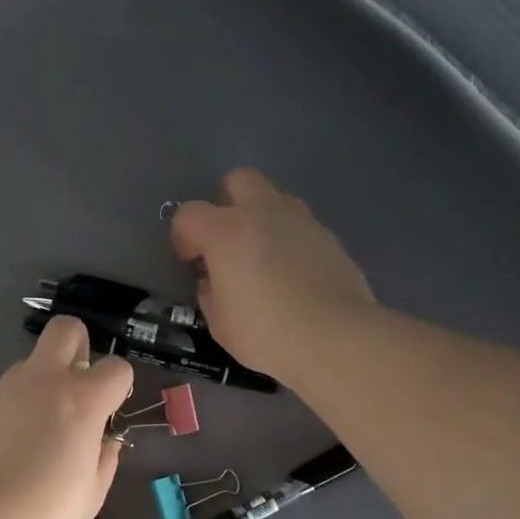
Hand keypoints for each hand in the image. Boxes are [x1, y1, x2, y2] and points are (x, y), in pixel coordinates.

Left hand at [0, 317, 132, 518]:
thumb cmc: (48, 509)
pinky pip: (5, 394)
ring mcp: (6, 390)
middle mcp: (45, 381)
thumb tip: (104, 443)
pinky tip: (10, 446)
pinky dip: (15, 408)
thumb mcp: (94, 493)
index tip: (111, 410)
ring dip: (42, 381)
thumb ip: (105, 459)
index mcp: (83, 399)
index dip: (119, 385)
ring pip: (30, 362)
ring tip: (40, 426)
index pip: (116, 367)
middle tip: (77, 384)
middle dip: (77, 345)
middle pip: (65, 329)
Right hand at [171, 168, 375, 383]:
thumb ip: (211, 294)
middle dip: (227, 203)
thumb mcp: (221, 324)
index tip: (191, 261)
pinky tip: (293, 273)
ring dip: (261, 218)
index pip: (189, 214)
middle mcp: (263, 212)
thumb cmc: (266, 333)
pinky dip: (290, 239)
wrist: (335, 338)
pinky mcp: (329, 236)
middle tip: (227, 241)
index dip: (183, 236)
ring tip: (263, 257)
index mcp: (226, 232)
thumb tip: (212, 282)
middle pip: (238, 180)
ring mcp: (301, 220)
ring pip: (274, 198)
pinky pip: (300, 225)